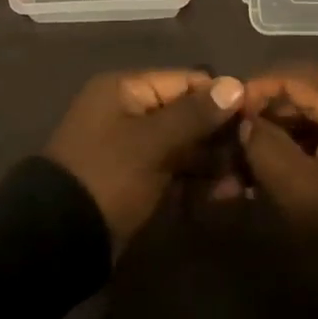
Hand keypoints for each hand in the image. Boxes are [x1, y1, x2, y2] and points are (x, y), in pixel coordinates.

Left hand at [46, 70, 244, 252]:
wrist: (60, 236)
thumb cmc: (107, 174)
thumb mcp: (152, 142)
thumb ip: (195, 114)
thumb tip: (235, 84)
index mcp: (126, 90)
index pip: (184, 81)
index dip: (221, 96)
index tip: (257, 115)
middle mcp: (130, 112)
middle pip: (186, 113)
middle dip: (221, 134)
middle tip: (256, 155)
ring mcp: (134, 148)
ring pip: (184, 145)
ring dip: (215, 161)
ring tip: (247, 181)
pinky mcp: (138, 180)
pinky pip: (175, 171)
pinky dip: (199, 181)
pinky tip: (227, 195)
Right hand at [240, 64, 317, 265]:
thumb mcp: (298, 188)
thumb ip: (263, 146)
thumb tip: (246, 122)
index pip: (294, 74)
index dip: (256, 90)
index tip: (229, 114)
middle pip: (311, 88)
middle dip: (274, 112)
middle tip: (242, 138)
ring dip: (294, 126)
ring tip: (263, 154)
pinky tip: (295, 160)